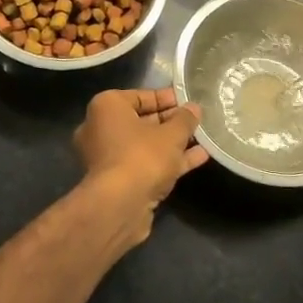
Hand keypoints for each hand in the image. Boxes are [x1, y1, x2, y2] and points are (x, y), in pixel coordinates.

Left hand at [71, 89, 207, 248]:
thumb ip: (185, 119)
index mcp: (107, 107)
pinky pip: (146, 164)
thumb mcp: (172, 133)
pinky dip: (168, 161)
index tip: (188, 101)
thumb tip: (194, 109)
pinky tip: (198, 158)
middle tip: (195, 121)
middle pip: (142, 121)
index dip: (166, 98)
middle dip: (170, 122)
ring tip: (201, 138)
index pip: (140, 96)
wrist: (120, 206)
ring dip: (172, 143)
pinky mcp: (118, 182)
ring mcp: (108, 158)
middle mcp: (101, 129)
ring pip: (145, 145)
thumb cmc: (143, 156)